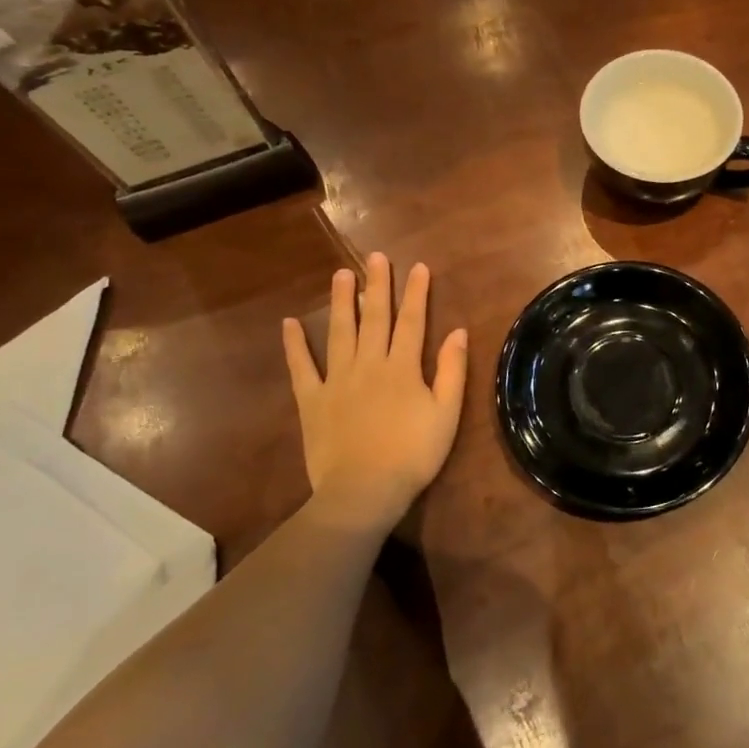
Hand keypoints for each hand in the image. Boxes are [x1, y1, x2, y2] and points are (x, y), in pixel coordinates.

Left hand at [282, 253, 467, 538]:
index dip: (416, 293)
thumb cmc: (413, 454)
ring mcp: (337, 380)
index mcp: (403, 367)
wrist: (364, 491)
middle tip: (375, 256)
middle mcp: (369, 364)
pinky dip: (295, 345)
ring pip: (340, 332)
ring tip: (341, 274)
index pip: (413, 321)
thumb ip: (452, 371)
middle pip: (375, 318)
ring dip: (342, 302)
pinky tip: (290, 323)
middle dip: (378, 285)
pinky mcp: (312, 400)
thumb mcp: (447, 414)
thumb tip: (459, 331)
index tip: (418, 267)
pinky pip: (302, 367)